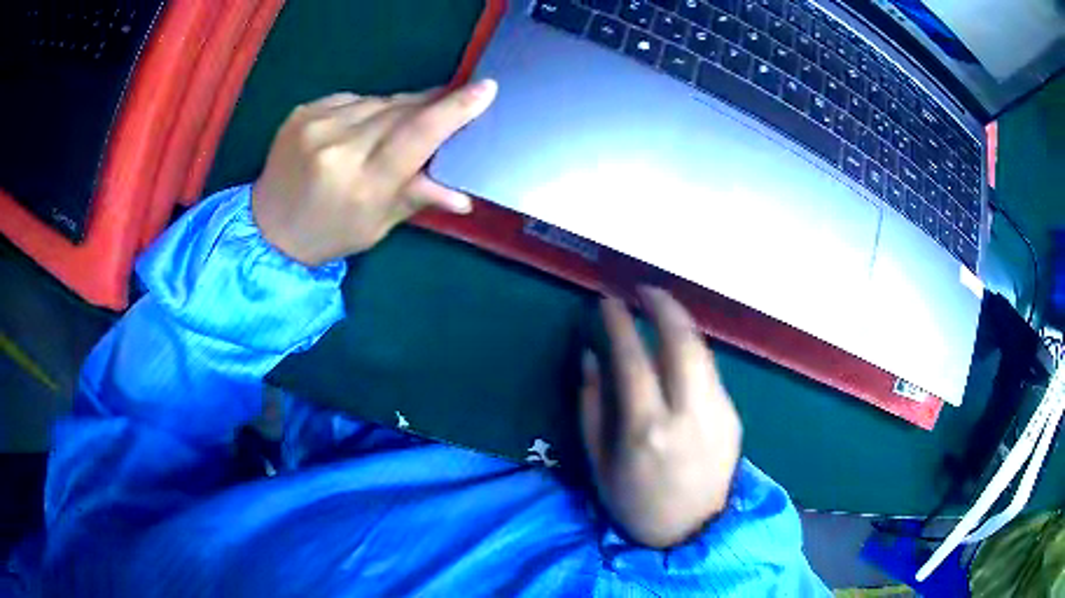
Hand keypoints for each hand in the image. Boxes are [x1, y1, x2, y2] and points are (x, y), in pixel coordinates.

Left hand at [252, 80, 497, 266]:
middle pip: (401, 110)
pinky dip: (367, 109)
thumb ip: (417, 197)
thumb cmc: (328, 234)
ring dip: (398, 107)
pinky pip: (352, 99)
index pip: (416, 135)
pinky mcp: (303, 111)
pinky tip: (362, 127)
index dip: (453, 110)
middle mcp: (338, 147)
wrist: (268, 228)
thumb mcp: (377, 225)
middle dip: (431, 103)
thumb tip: (462, 195)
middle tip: (453, 102)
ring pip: (378, 100)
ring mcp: (316, 124)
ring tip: (400, 124)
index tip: (485, 89)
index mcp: (362, 183)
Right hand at [580, 288, 742, 547]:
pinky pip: (711, 372)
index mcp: (646, 429)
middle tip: (644, 289)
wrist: (690, 531)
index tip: (608, 301)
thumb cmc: (634, 502)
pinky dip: (693, 351)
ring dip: (681, 322)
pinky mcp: (733, 417)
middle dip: (663, 305)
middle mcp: (688, 415)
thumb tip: (591, 356)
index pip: (633, 358)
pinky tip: (679, 350)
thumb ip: (592, 406)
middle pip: (682, 341)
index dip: (619, 322)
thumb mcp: (598, 462)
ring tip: (661, 308)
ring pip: (703, 351)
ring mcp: (718, 413)